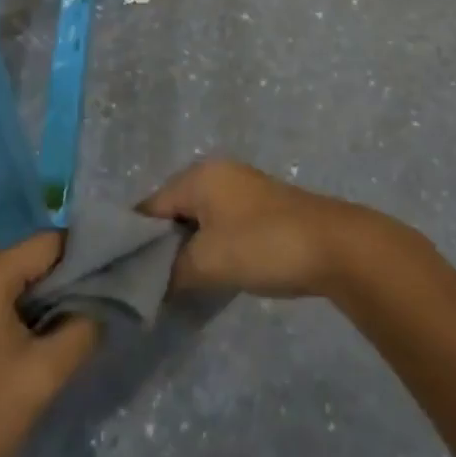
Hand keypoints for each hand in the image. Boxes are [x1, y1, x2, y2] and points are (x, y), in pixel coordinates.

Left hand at [0, 233, 99, 456]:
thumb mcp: (44, 376)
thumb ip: (81, 329)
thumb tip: (94, 306)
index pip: (45, 243)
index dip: (75, 261)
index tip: (91, 290)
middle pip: (15, 260)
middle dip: (43, 286)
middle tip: (60, 325)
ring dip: (13, 302)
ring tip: (26, 345)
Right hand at [140, 158, 403, 299]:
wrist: (333, 246)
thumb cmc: (262, 245)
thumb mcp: (207, 262)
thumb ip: (171, 271)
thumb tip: (152, 282)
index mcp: (199, 176)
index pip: (150, 207)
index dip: (135, 241)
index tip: (122, 276)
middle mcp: (217, 173)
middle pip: (173, 209)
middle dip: (161, 245)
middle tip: (149, 284)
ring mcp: (242, 188)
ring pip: (198, 218)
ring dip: (188, 248)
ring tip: (176, 284)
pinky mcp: (261, 207)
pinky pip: (220, 224)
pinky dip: (210, 246)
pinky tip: (210, 273)